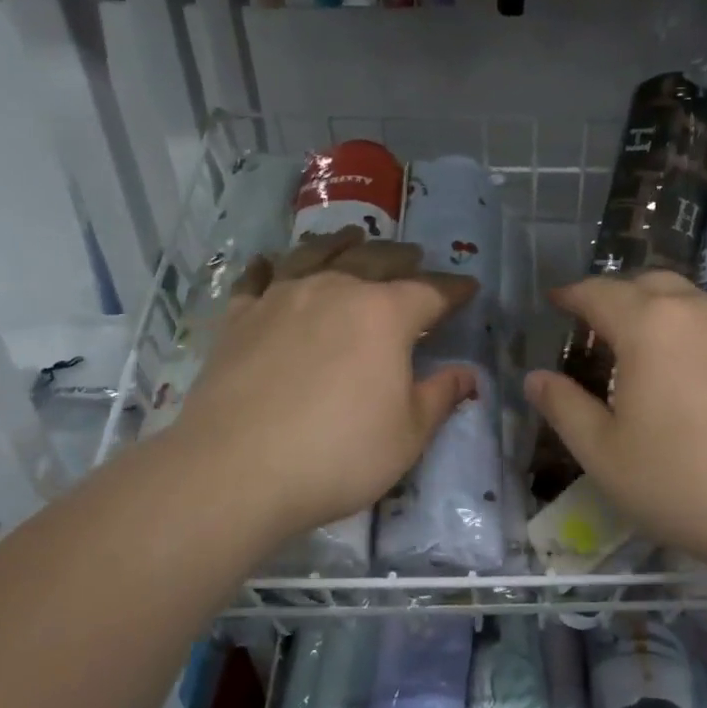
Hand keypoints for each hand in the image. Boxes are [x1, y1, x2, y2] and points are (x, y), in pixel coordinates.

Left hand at [168, 229, 478, 547]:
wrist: (236, 471)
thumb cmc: (340, 453)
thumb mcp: (409, 434)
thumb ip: (440, 396)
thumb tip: (467, 374)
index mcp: (385, 314)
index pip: (431, 291)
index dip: (454, 290)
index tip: (469, 289)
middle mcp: (335, 290)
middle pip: (375, 259)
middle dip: (402, 257)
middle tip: (415, 257)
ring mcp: (282, 299)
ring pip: (316, 254)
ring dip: (341, 242)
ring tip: (352, 236)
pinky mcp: (239, 319)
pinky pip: (257, 279)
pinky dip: (268, 266)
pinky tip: (269, 262)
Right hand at [523, 271, 706, 571]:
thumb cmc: (681, 482)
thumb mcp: (604, 453)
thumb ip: (564, 407)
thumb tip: (536, 377)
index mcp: (649, 325)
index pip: (599, 292)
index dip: (571, 295)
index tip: (553, 302)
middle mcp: (695, 310)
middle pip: (646, 283)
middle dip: (614, 296)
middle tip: (593, 329)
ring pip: (685, 299)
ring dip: (654, 310)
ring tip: (637, 349)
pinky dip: (686, 328)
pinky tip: (683, 371)